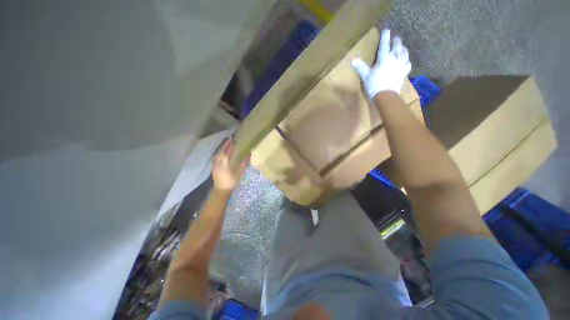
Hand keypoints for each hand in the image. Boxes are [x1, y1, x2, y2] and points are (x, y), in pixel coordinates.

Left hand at [212, 138, 246, 190]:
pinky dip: (219, 152)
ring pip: (217, 153)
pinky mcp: (213, 166)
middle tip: (229, 139)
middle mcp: (218, 162)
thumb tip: (249, 155)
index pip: (226, 151)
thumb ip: (243, 163)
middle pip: (221, 151)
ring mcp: (214, 164)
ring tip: (225, 143)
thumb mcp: (239, 172)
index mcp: (224, 163)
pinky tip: (221, 152)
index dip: (229, 145)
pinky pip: (216, 156)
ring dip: (221, 148)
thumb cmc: (231, 181)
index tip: (232, 140)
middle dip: (225, 144)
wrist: (221, 189)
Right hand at [351, 29, 410, 98]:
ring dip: (403, 48)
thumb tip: (352, 60)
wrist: (385, 95)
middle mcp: (395, 58)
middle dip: (396, 41)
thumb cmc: (374, 84)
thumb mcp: (365, 76)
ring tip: (401, 47)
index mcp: (384, 58)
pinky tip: (405, 60)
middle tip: (395, 38)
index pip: (385, 44)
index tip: (386, 29)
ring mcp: (401, 64)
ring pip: (405, 52)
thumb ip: (360, 67)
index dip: (385, 36)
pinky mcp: (404, 72)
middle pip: (397, 46)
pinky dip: (407, 60)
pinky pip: (408, 63)